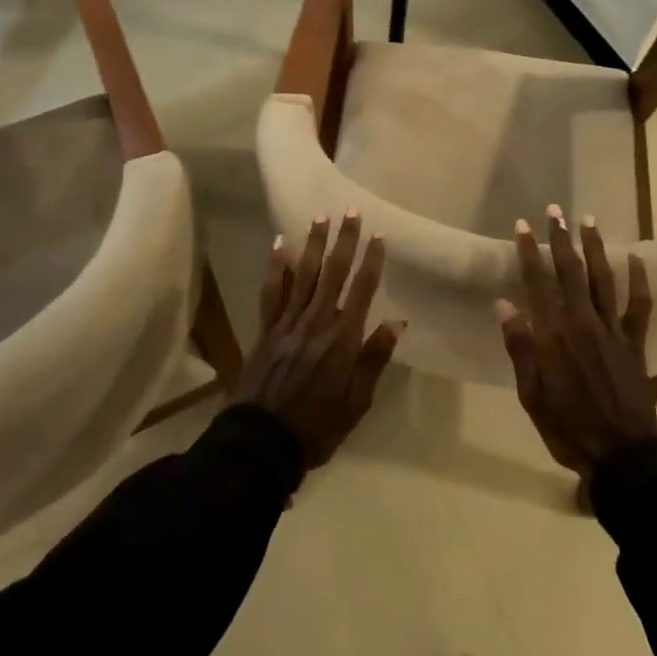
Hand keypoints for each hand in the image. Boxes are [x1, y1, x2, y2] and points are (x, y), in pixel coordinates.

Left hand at [238, 210, 403, 468]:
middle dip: (344, 240)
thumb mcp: (356, 403)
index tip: (378, 235)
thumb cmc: (317, 427)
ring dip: (314, 244)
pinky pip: (272, 291)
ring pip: (304, 274)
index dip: (371, 261)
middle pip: (333, 273)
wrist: (260, 443)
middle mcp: (316, 322)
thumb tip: (396, 323)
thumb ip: (374, 359)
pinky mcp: (266, 329)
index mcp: (342, 339)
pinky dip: (277, 267)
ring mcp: (288, 323)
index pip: (362, 290)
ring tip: (321, 217)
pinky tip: (280, 245)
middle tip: (351, 211)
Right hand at [497, 207, 656, 476]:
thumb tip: (505, 304)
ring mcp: (612, 331)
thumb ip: (520, 348)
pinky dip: (640, 280)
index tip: (522, 225)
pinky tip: (637, 258)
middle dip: (561, 239)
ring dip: (595, 248)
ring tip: (589, 220)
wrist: (622, 456)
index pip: (537, 283)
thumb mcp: (532, 395)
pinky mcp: (636, 343)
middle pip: (570, 272)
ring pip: (603, 279)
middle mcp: (583, 323)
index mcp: (554, 336)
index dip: (528, 252)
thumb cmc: (568, 427)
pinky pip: (640, 305)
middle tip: (556, 211)